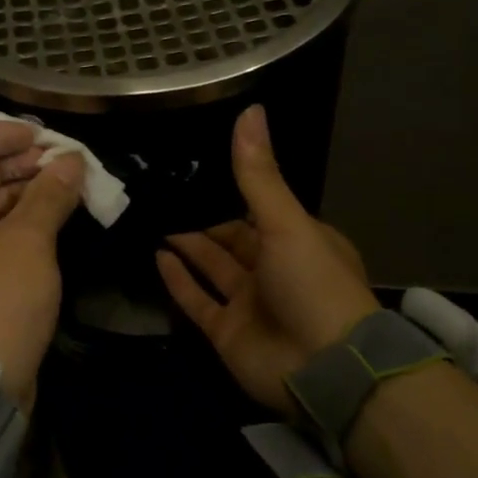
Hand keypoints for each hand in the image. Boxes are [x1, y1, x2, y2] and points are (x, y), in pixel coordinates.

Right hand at [156, 105, 379, 413]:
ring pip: (212, 268)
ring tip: (153, 217)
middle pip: (232, 239)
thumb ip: (258, 175)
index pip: (260, 210)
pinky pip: (197, 300)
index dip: (231, 192)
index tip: (196, 169)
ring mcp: (248, 303)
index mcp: (299, 241)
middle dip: (202, 219)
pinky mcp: (226, 332)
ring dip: (187, 246)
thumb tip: (250, 110)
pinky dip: (178, 281)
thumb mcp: (287, 222)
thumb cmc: (314, 284)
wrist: (325, 368)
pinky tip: (157, 256)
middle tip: (163, 192)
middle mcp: (273, 269)